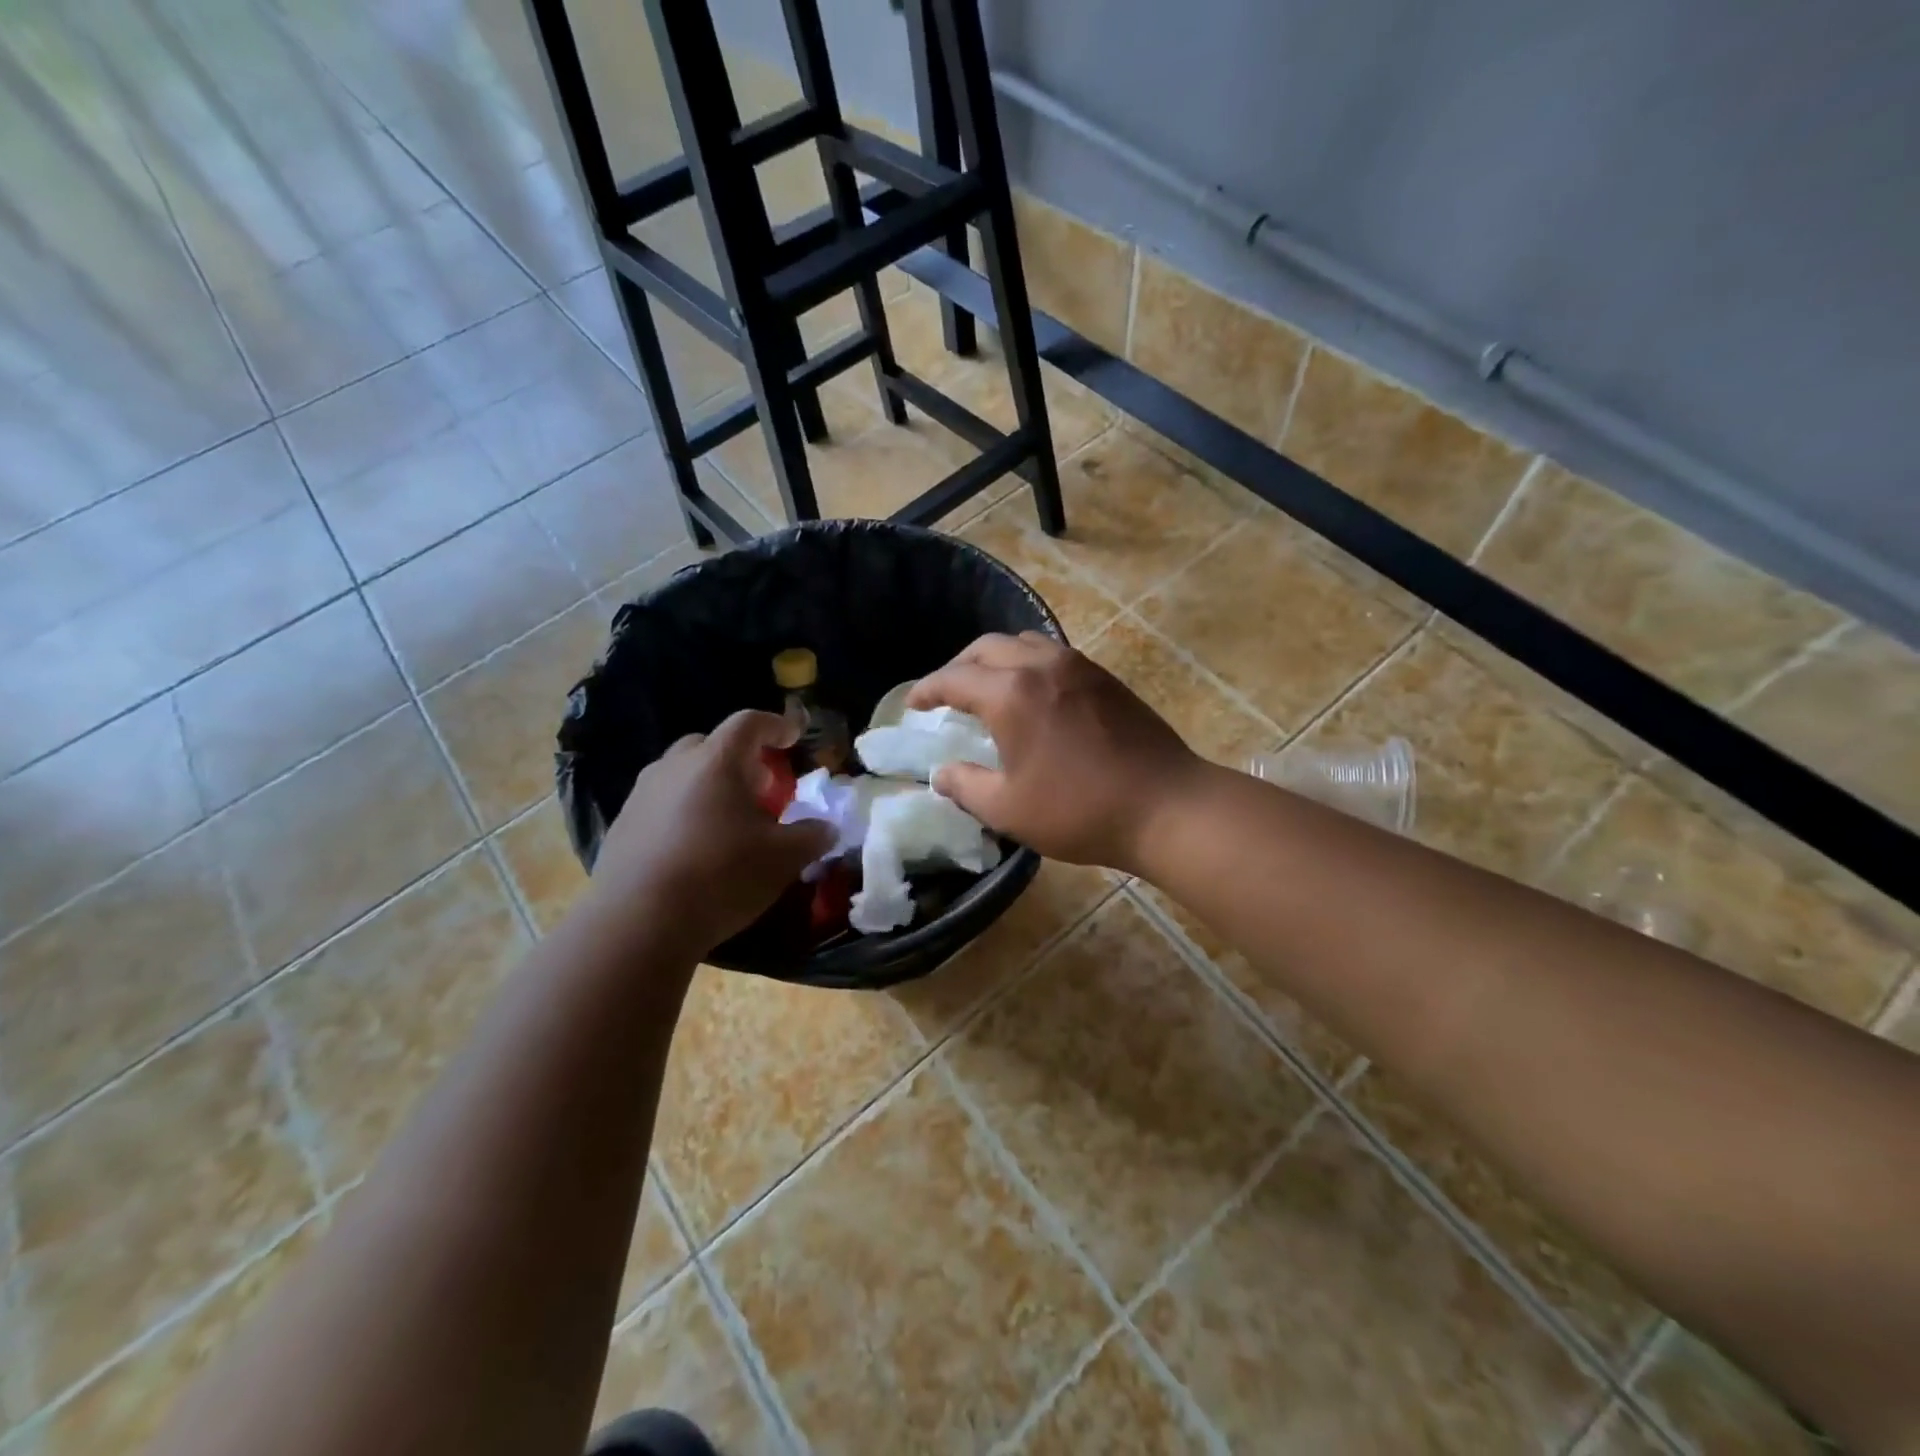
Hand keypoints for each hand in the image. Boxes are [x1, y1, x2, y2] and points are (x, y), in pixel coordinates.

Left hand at [589, 711, 832, 955]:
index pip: (750, 723)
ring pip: (682, 774)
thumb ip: (812, 836)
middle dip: (740, 759)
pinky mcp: (621, 825)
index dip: (776, 726)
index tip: (793, 737)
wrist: (638, 923)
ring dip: (709, 786)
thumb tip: (827, 829)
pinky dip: (683, 812)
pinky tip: (694, 848)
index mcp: (717, 761)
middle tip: (761, 788)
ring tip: (728, 821)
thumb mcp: (784, 858)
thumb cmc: (721, 876)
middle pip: (711, 745)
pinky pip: (660, 804)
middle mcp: (675, 767)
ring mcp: (641, 795)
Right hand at [908, 633, 1204, 873]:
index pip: (954, 679)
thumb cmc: (1080, 810)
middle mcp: (1041, 666)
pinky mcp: (1105, 677)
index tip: (913, 704)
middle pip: (986, 648)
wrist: (1166, 805)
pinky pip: (1053, 654)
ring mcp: (1078, 666)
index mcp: (1011, 694)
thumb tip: (941, 774)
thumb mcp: (1009, 809)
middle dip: (959, 667)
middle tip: (946, 694)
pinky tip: (1033, 694)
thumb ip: (966, 787)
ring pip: (1023, 643)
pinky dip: (1028, 664)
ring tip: (988, 688)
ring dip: (996, 660)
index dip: (927, 690)